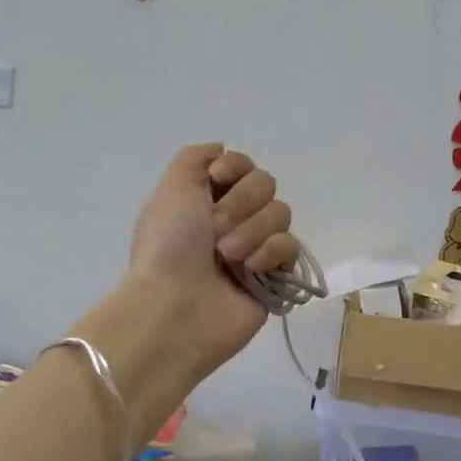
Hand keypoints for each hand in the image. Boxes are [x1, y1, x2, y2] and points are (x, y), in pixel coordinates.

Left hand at [125, 144, 300, 380]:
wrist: (175, 309)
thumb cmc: (168, 247)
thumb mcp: (171, 189)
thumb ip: (195, 158)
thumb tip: (222, 150)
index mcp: (206, 199)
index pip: (243, 165)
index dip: (235, 168)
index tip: (217, 179)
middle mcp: (233, 220)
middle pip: (265, 184)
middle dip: (241, 203)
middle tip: (215, 230)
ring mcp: (256, 248)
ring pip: (280, 214)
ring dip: (252, 231)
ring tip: (228, 257)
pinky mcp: (276, 276)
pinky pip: (291, 247)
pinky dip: (271, 253)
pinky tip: (251, 270)